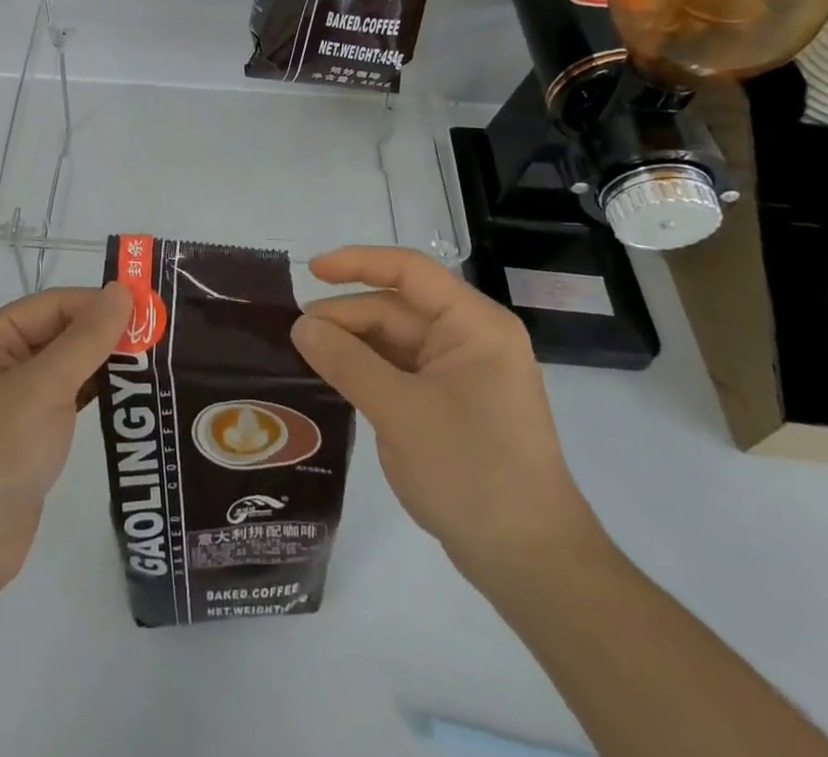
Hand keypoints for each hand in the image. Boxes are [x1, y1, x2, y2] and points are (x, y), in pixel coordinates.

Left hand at [0, 282, 131, 595]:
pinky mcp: (26, 437)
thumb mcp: (45, 386)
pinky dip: (95, 395)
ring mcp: (10, 402)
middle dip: (106, 334)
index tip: (150, 310)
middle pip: (60, 332)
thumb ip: (88, 337)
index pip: (55, 304)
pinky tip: (129, 396)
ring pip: (66, 367)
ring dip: (104, 365)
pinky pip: (66, 401)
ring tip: (155, 363)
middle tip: (160, 337)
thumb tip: (123, 289)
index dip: (100, 303)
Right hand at [290, 247, 602, 590]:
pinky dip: (368, 372)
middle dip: (348, 316)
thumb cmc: (472, 473)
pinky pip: (402, 372)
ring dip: (353, 345)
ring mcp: (463, 374)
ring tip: (305, 355)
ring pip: (396, 341)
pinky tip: (334, 379)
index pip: (409, 271)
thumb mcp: (399, 412)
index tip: (311, 270)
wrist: (531, 564)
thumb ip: (346, 362)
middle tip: (295, 334)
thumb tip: (301, 325)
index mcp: (474, 324)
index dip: (357, 262)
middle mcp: (471, 338)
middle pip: (397, 308)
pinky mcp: (452, 405)